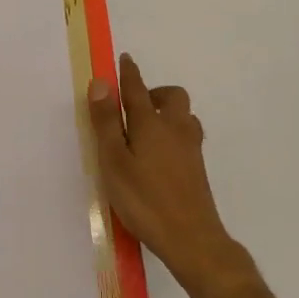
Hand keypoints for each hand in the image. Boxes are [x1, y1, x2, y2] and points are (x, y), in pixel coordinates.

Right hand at [88, 54, 259, 297]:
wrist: (191, 238)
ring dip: (167, 112)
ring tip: (147, 128)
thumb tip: (101, 83)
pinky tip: (161, 154)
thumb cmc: (144, 199)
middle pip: (172, 97)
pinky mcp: (197, 168)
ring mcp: (191, 149)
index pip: (138, 89)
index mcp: (151, 124)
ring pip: (183, 116)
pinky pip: (187, 136)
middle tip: (134, 105)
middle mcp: (175, 129)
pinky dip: (174, 133)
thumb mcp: (114, 161)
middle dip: (154, 92)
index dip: (129, 73)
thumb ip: (107, 122)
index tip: (125, 59)